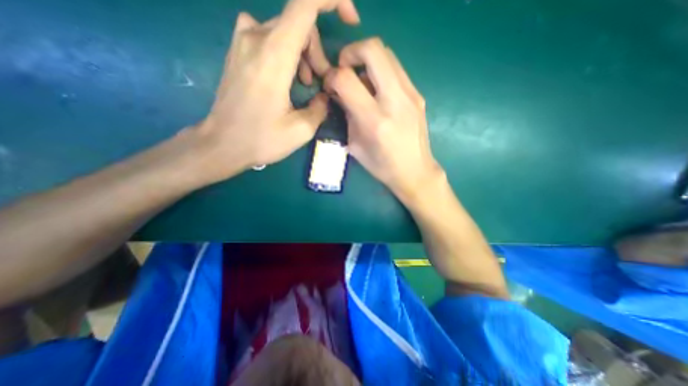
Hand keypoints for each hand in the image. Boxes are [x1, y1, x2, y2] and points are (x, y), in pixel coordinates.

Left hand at [188, 1, 359, 182]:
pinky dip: (286, 52)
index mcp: (274, 54)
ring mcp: (243, 41)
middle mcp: (255, 37)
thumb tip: (324, 96)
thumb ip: (320, 108)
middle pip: (299, 23)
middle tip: (321, 81)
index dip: (333, 0)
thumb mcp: (301, 130)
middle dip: (318, 50)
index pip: (305, 3)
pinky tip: (287, 77)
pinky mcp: (238, 51)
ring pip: (286, 30)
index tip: (351, 20)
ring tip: (305, 84)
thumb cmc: (260, 139)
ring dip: (303, 53)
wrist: (222, 143)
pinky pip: (269, 36)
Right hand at [327, 37, 443, 201]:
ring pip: (387, 54)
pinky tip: (377, 90)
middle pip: (373, 50)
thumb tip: (340, 93)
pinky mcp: (418, 95)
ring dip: (367, 60)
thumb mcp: (355, 145)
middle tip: (345, 69)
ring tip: (361, 80)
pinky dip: (381, 71)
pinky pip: (397, 70)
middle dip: (351, 52)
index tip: (330, 85)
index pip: (346, 79)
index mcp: (375, 121)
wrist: (415, 171)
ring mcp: (411, 95)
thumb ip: (347, 115)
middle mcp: (394, 102)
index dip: (332, 76)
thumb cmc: (382, 166)